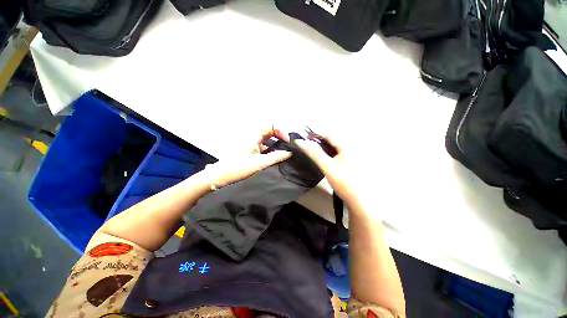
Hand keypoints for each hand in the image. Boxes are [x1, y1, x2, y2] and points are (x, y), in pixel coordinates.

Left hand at [200, 127, 290, 188]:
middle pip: (269, 133)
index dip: (281, 132)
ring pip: (266, 141)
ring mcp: (250, 145)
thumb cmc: (239, 168)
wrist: (220, 177)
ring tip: (284, 153)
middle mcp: (252, 138)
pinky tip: (274, 158)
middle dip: (280, 138)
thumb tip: (289, 153)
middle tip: (288, 146)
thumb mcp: (259, 163)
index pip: (271, 127)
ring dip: (275, 145)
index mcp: (253, 136)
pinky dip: (270, 151)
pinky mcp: (249, 152)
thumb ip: (275, 157)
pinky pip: (262, 148)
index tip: (287, 141)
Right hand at [294, 135, 367, 210]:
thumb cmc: (344, 183)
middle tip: (307, 143)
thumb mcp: (327, 167)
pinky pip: (337, 153)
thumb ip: (314, 154)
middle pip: (332, 140)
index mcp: (347, 147)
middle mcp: (351, 148)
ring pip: (334, 147)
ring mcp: (352, 155)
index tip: (305, 135)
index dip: (316, 134)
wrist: (359, 200)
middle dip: (319, 140)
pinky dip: (329, 153)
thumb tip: (301, 142)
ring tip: (313, 149)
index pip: (329, 135)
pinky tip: (324, 158)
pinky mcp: (351, 162)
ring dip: (323, 147)